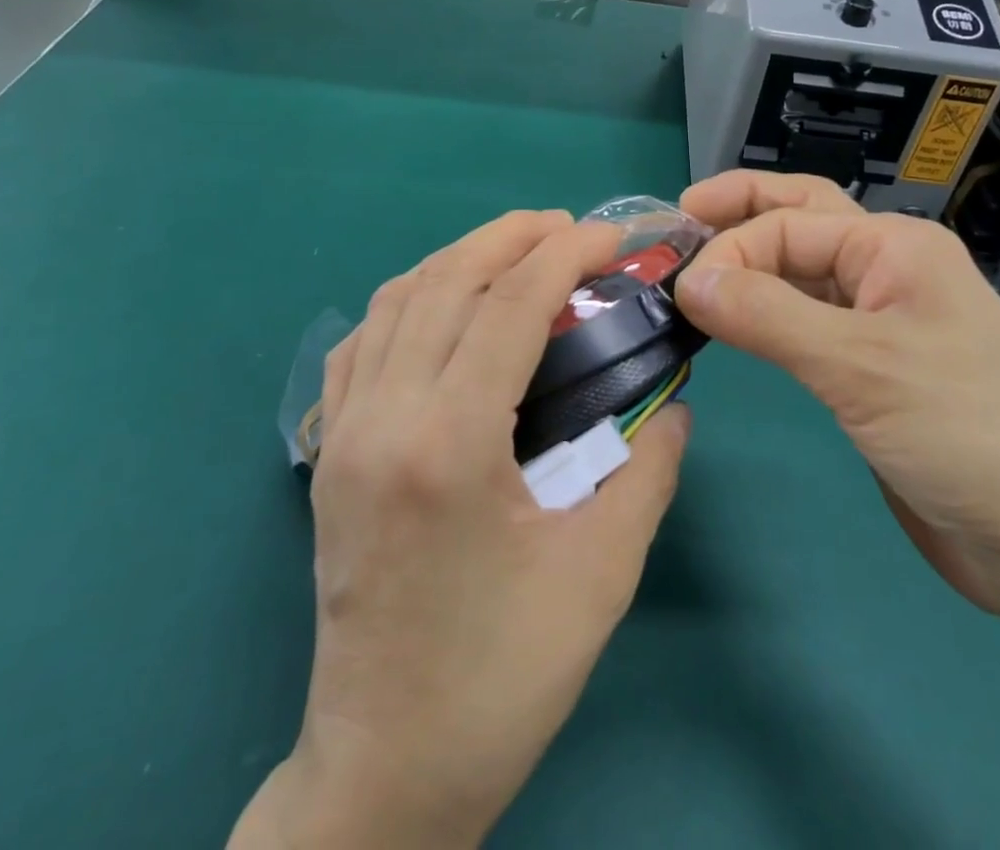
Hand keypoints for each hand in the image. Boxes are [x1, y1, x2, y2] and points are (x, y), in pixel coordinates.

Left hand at [234, 212, 690, 849]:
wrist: (384, 770)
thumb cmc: (500, 678)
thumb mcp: (600, 575)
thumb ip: (648, 473)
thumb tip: (671, 402)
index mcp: (449, 445)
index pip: (509, 306)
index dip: (564, 255)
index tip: (608, 237)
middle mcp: (383, 420)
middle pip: (447, 282)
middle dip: (511, 237)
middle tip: (568, 228)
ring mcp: (343, 433)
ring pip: (396, 300)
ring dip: (460, 259)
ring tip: (516, 251)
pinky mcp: (328, 453)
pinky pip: (360, 342)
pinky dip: (409, 300)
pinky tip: (445, 306)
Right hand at [674, 172, 999, 622]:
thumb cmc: (968, 431)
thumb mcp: (860, 365)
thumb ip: (767, 315)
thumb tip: (687, 278)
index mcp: (892, 245)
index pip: (787, 224)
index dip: (728, 248)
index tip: (680, 291)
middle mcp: (885, 270)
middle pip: (799, 220)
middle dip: (739, 213)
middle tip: (677, 218)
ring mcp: (880, 322)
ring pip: (800, 274)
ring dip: (749, 265)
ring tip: (693, 270)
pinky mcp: (871, 372)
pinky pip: (806, 324)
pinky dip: (765, 315)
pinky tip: (734, 323)